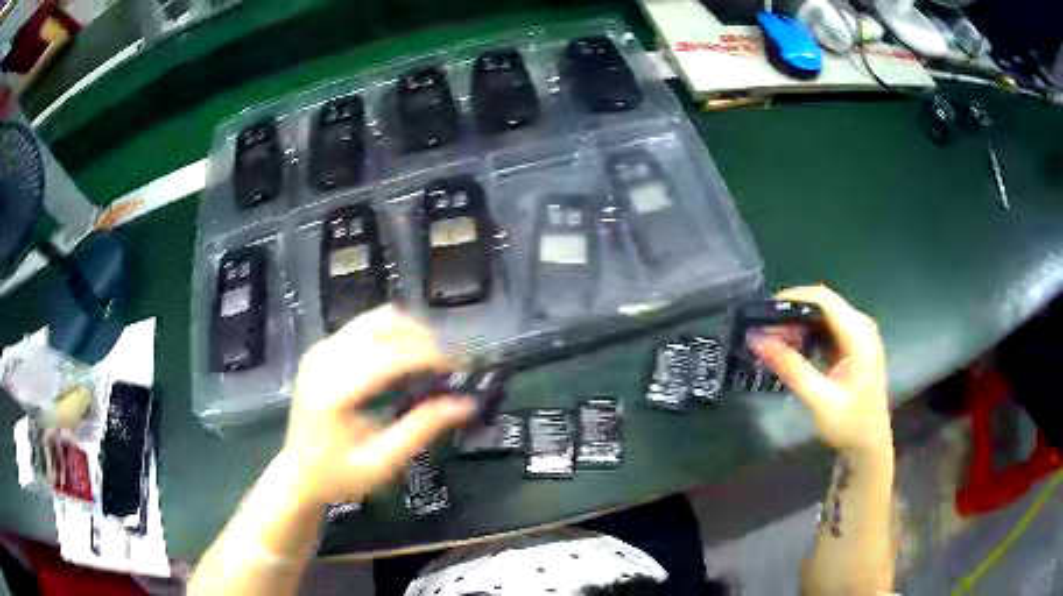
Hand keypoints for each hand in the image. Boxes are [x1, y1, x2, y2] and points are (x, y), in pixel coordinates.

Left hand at [282, 306, 474, 507]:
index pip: (388, 357)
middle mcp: (323, 360)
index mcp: (333, 392)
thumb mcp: (382, 462)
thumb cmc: (339, 475)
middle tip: (455, 363)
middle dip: (426, 339)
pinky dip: (394, 333)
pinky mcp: (322, 348)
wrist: (298, 472)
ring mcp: (320, 349)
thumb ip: (421, 429)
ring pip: (375, 318)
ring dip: (412, 331)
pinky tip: (410, 355)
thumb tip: (466, 403)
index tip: (464, 367)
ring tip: (436, 357)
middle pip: (383, 327)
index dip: (430, 356)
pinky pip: (365, 326)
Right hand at [747, 285, 891, 456]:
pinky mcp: (852, 345)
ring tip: (772, 341)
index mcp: (859, 334)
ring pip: (822, 315)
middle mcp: (861, 326)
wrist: (869, 444)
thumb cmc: (849, 424)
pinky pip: (826, 328)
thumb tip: (756, 339)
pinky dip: (806, 334)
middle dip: (791, 313)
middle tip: (763, 332)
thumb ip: (791, 368)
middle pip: (822, 303)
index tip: (762, 313)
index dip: (792, 299)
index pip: (823, 299)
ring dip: (797, 324)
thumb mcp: (819, 399)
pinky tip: (791, 349)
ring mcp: (858, 335)